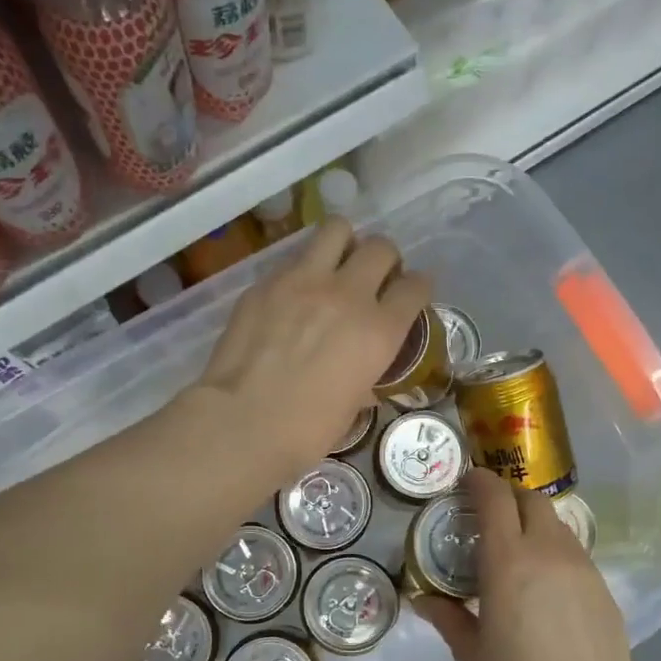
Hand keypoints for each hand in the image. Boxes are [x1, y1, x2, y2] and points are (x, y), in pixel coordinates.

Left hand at [190, 218, 431, 480]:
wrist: (243, 422)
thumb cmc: (306, 431)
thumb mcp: (352, 406)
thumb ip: (365, 377)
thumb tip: (363, 378)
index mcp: (380, 330)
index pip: (415, 287)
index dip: (417, 288)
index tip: (411, 294)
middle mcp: (349, 294)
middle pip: (382, 248)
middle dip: (384, 261)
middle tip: (372, 279)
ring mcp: (304, 281)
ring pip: (337, 229)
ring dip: (344, 244)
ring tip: (336, 265)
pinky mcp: (266, 282)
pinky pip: (294, 258)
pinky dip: (303, 268)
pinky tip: (293, 293)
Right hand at [415, 469, 639, 660]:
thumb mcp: (472, 655)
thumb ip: (447, 619)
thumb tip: (422, 600)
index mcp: (509, 562)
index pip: (495, 499)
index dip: (480, 481)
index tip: (468, 481)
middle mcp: (548, 552)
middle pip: (531, 500)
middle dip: (509, 496)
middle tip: (490, 514)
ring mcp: (582, 567)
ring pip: (557, 523)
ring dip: (533, 522)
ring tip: (518, 548)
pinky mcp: (603, 587)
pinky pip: (574, 551)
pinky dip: (555, 549)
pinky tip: (546, 583)